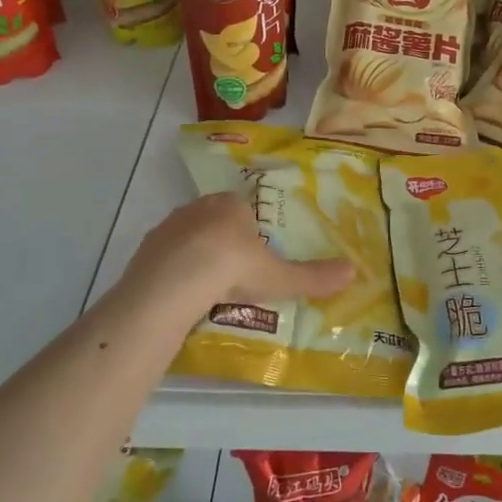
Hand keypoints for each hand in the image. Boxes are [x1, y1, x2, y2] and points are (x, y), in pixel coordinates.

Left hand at [115, 192, 353, 325]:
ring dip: (196, 255)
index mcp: (232, 206)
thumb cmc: (232, 269)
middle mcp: (199, 208)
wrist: (175, 281)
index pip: (244, 211)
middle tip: (233, 276)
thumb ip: (313, 276)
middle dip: (223, 243)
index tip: (254, 259)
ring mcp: (169, 226)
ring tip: (207, 289)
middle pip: (215, 221)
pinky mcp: (147, 248)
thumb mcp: (279, 277)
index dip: (250, 233)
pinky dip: (173, 271)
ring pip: (188, 237)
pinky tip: (181, 294)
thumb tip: (354, 271)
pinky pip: (165, 257)